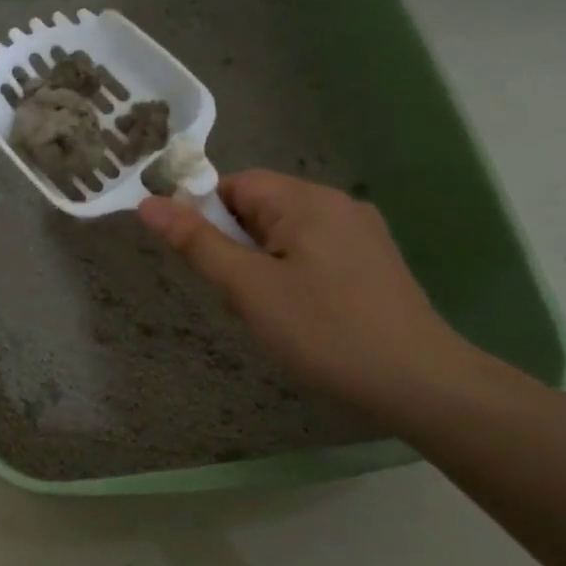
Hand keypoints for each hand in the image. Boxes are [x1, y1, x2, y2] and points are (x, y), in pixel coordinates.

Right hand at [138, 171, 469, 412]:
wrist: (417, 382)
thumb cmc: (323, 330)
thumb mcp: (248, 288)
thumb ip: (197, 243)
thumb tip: (148, 204)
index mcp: (306, 200)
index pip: (235, 184)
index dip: (205, 216)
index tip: (200, 261)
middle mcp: (337, 204)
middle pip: (260, 208)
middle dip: (235, 246)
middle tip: (236, 296)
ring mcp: (360, 232)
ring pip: (285, 234)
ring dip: (261, 264)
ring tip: (268, 312)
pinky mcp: (373, 261)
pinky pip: (313, 252)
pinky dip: (291, 274)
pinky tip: (300, 314)